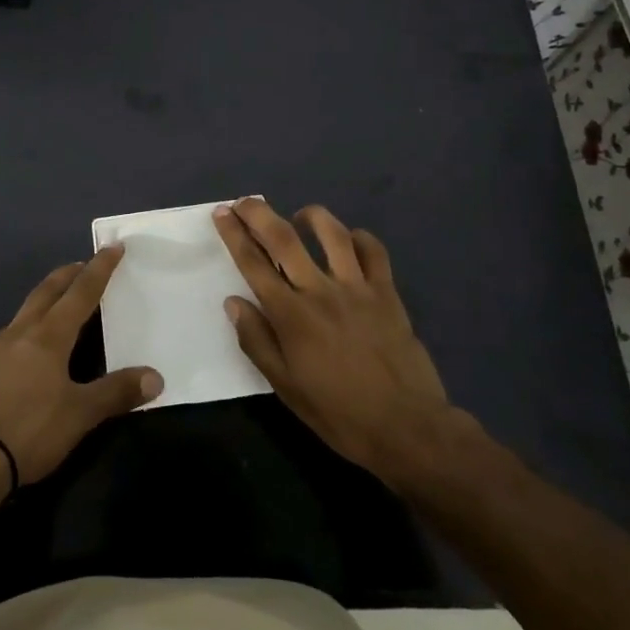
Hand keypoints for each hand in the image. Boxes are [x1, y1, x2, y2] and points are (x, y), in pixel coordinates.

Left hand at [0, 246, 162, 484]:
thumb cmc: (29, 430)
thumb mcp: (79, 415)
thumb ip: (116, 393)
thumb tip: (156, 377)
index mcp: (49, 336)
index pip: (81, 293)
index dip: (99, 269)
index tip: (112, 247)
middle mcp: (19, 334)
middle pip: (46, 293)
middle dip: (67, 275)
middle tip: (81, 265)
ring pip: (23, 315)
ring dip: (43, 303)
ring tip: (56, 307)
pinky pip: (5, 343)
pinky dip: (23, 335)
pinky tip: (24, 355)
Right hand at [213, 199, 471, 493]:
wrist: (407, 428)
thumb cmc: (339, 414)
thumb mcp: (286, 387)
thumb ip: (257, 341)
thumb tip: (234, 302)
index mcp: (291, 316)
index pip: (254, 264)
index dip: (234, 235)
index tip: (222, 213)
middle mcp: (320, 291)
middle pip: (284, 238)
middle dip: (259, 214)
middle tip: (244, 201)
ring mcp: (357, 288)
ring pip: (332, 233)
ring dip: (310, 216)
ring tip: (299, 216)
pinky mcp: (387, 293)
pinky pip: (373, 251)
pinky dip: (359, 238)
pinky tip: (349, 241)